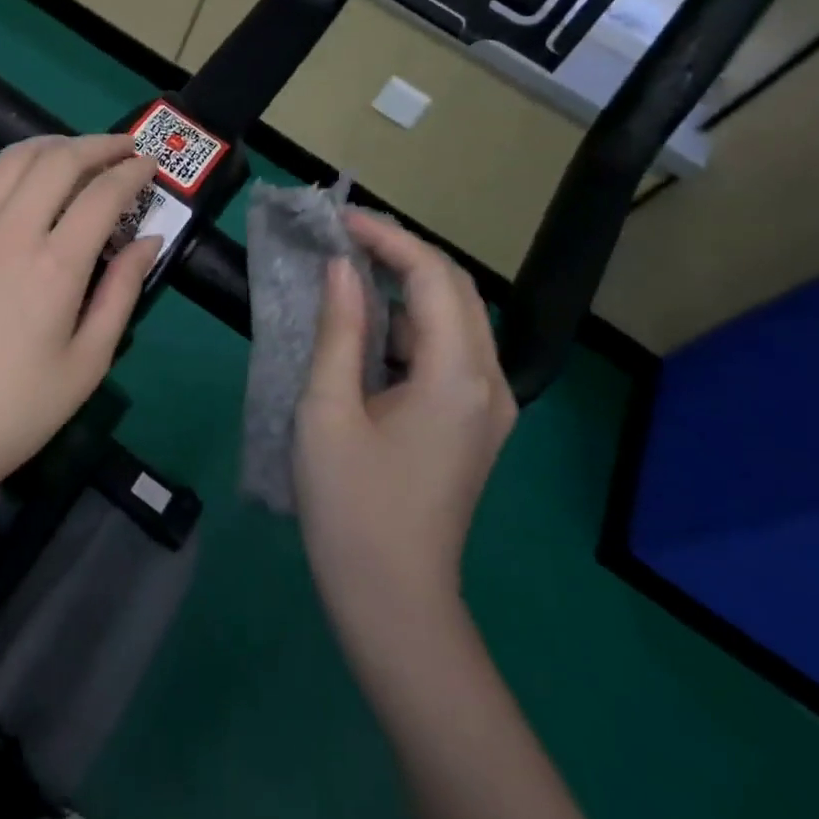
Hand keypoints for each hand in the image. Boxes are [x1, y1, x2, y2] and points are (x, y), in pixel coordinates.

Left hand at [0, 135, 160, 500]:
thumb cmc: (20, 409)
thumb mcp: (88, 361)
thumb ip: (122, 292)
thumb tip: (147, 241)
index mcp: (55, 266)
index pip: (102, 194)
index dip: (131, 172)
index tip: (149, 165)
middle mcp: (10, 234)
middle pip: (56, 161)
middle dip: (96, 145)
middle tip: (122, 148)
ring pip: (9, 161)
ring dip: (48, 146)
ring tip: (73, 155)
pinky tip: (12, 184)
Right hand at [294, 211, 516, 646]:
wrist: (393, 598)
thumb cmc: (351, 505)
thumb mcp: (328, 409)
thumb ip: (340, 329)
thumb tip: (340, 267)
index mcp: (457, 375)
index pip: (432, 276)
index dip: (386, 237)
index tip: (339, 220)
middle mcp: (490, 381)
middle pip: (455, 289)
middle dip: (402, 252)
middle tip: (343, 237)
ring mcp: (489, 405)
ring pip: (456, 318)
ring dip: (408, 284)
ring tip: (350, 268)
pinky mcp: (475, 422)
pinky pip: (449, 350)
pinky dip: (412, 322)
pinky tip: (370, 324)